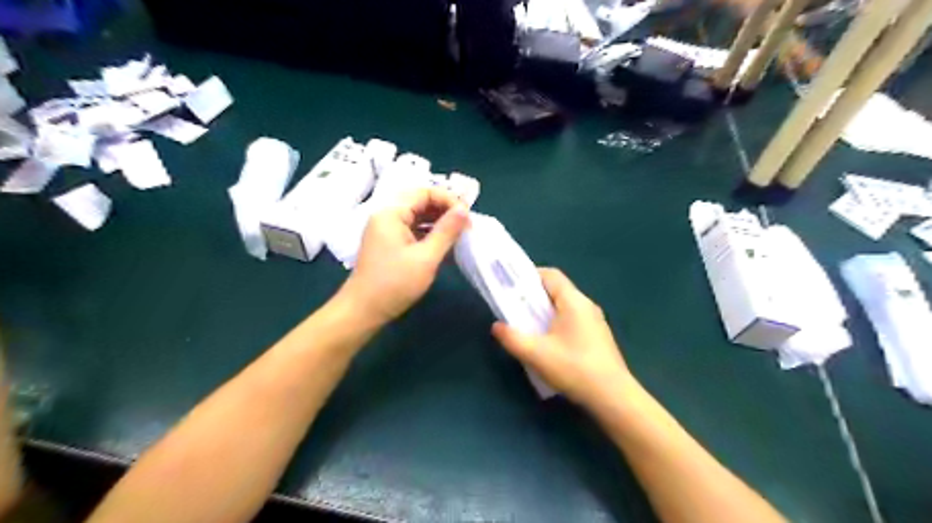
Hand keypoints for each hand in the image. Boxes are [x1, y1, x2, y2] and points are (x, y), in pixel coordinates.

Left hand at [340, 188, 470, 325]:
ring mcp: (386, 230)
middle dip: (445, 211)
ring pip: (417, 217)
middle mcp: (387, 216)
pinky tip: (444, 245)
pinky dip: (429, 235)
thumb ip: (446, 231)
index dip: (449, 200)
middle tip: (467, 226)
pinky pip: (412, 231)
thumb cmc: (394, 284)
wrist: (363, 311)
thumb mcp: (426, 258)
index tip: (468, 216)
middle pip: (420, 202)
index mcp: (391, 213)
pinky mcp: (389, 244)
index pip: (424, 192)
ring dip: (439, 223)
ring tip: (459, 235)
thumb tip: (464, 209)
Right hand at [490, 269, 637, 412]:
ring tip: (527, 324)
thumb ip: (512, 338)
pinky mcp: (597, 336)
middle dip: (533, 295)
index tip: (510, 287)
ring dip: (544, 311)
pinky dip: (556, 322)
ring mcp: (595, 321)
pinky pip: (572, 319)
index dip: (529, 276)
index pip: (550, 275)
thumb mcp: (536, 354)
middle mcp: (586, 305)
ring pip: (564, 306)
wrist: (613, 397)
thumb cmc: (574, 369)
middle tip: (513, 307)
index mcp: (574, 301)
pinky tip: (547, 342)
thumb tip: (497, 326)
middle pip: (557, 290)